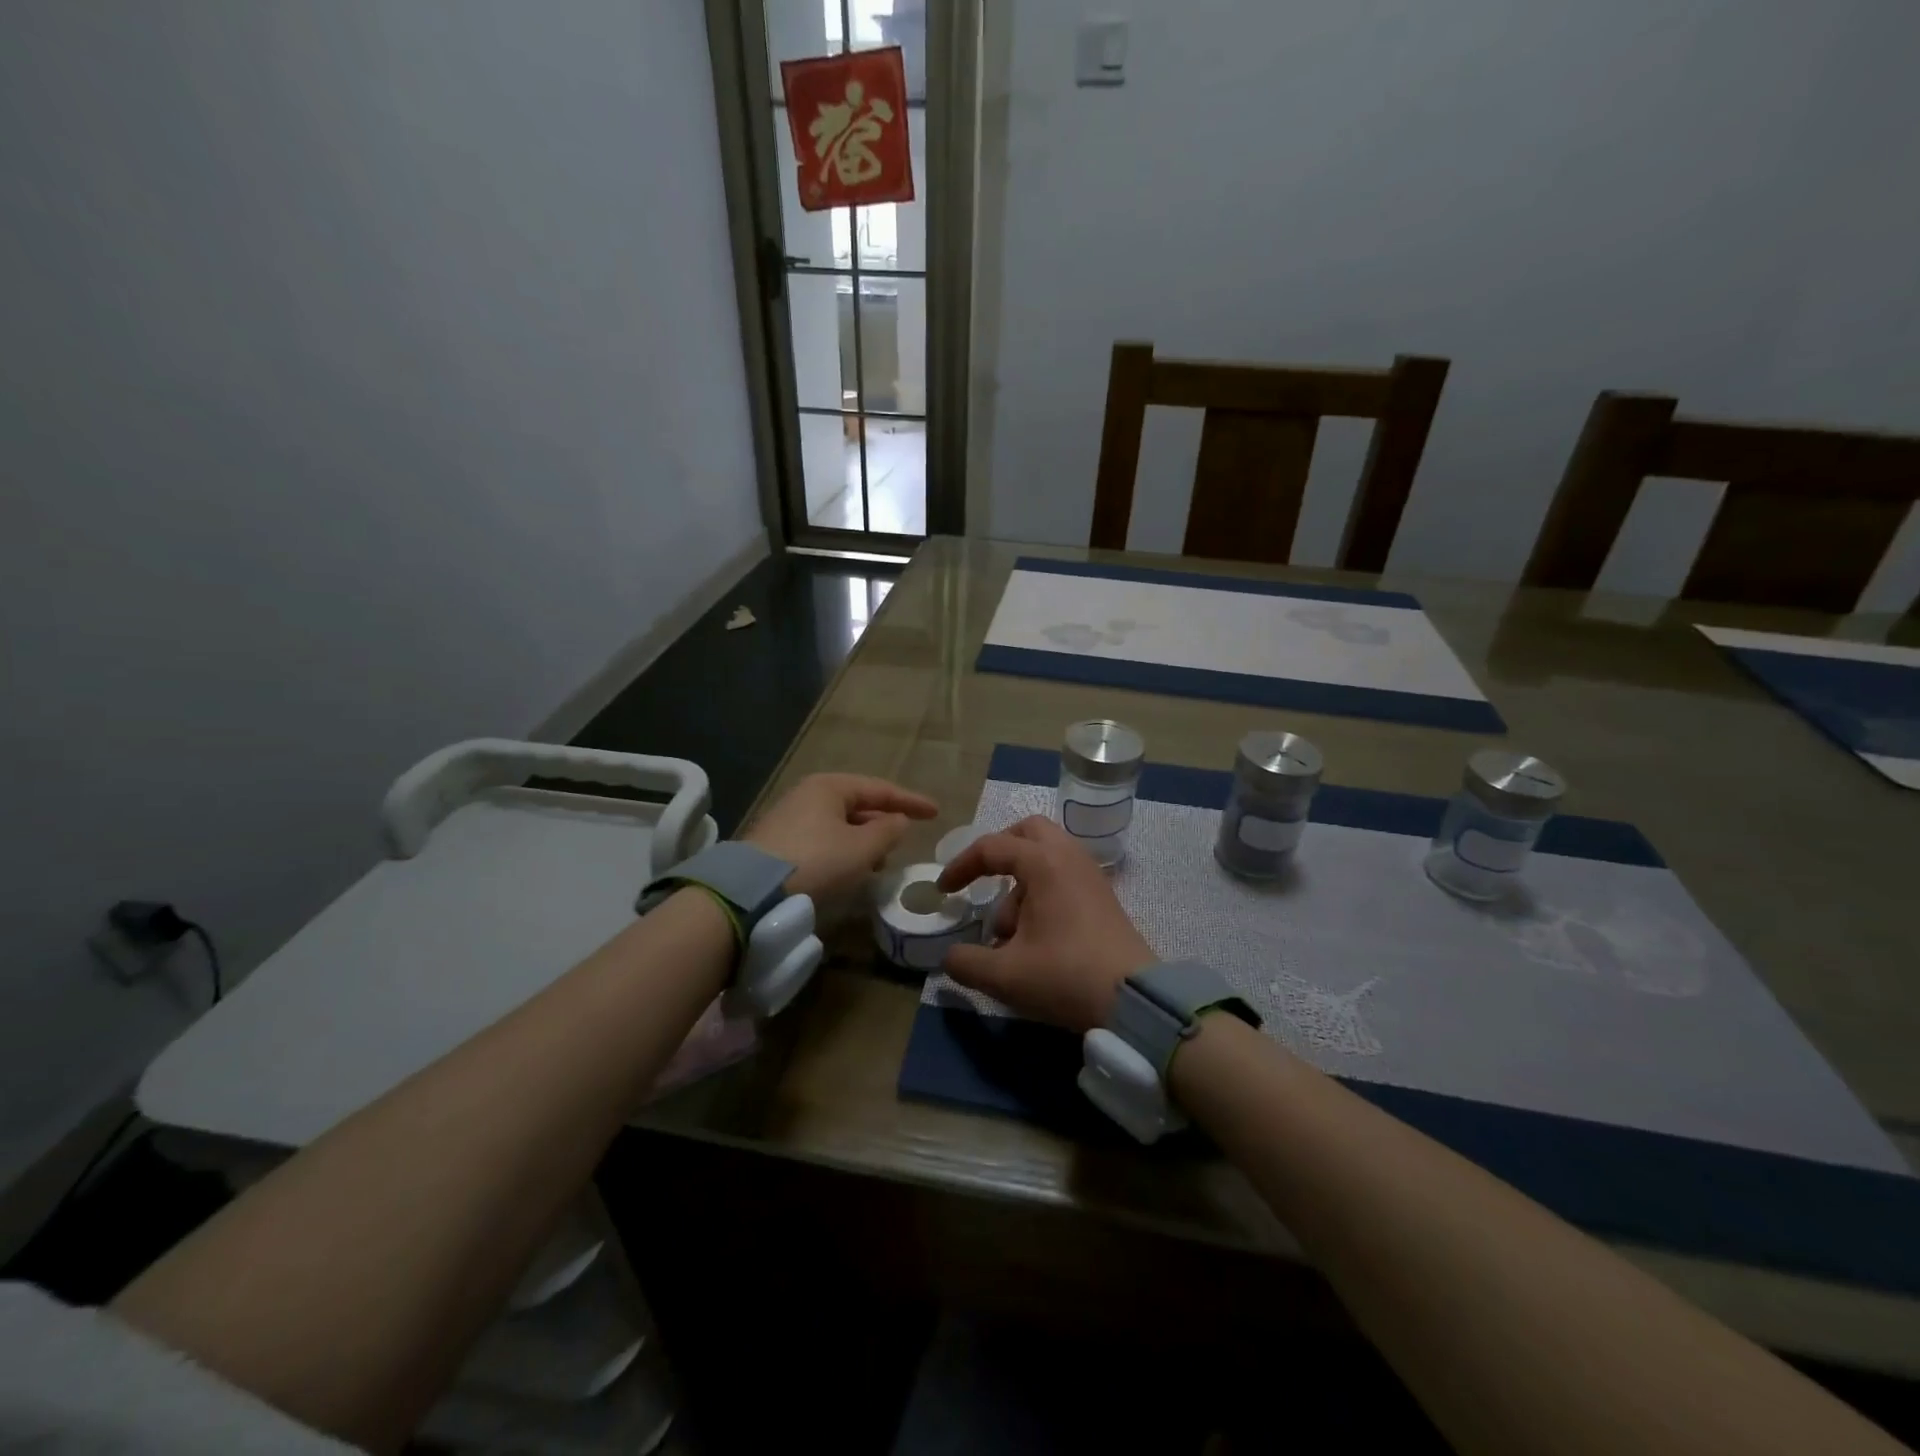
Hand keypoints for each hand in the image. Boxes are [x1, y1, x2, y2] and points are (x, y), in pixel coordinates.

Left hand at [744, 773, 936, 901]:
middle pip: (856, 804)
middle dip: (882, 821)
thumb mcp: (862, 848)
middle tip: (905, 838)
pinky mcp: (777, 844)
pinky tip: (849, 869)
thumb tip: (898, 820)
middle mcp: (807, 795)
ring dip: (863, 840)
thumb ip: (888, 831)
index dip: (910, 801)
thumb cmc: (816, 861)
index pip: (879, 789)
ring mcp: (789, 818)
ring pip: (839, 824)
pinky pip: (822, 839)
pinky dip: (843, 850)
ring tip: (879, 861)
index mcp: (829, 786)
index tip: (935, 812)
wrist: (752, 892)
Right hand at [936, 815, 1155, 1031]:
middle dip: (998, 853)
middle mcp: (1069, 857)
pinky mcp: (1102, 897)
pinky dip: (1041, 894)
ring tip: (1010, 936)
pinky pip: (1063, 877)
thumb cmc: (1066, 976)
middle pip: (1027, 832)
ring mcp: (1090, 875)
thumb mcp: (1004, 975)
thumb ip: (966, 962)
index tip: (944, 891)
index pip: (992, 847)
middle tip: (982, 882)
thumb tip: (950, 957)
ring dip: (1019, 885)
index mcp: (1043, 862)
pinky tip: (1035, 940)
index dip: (961, 866)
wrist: (1135, 1000)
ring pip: (1046, 857)